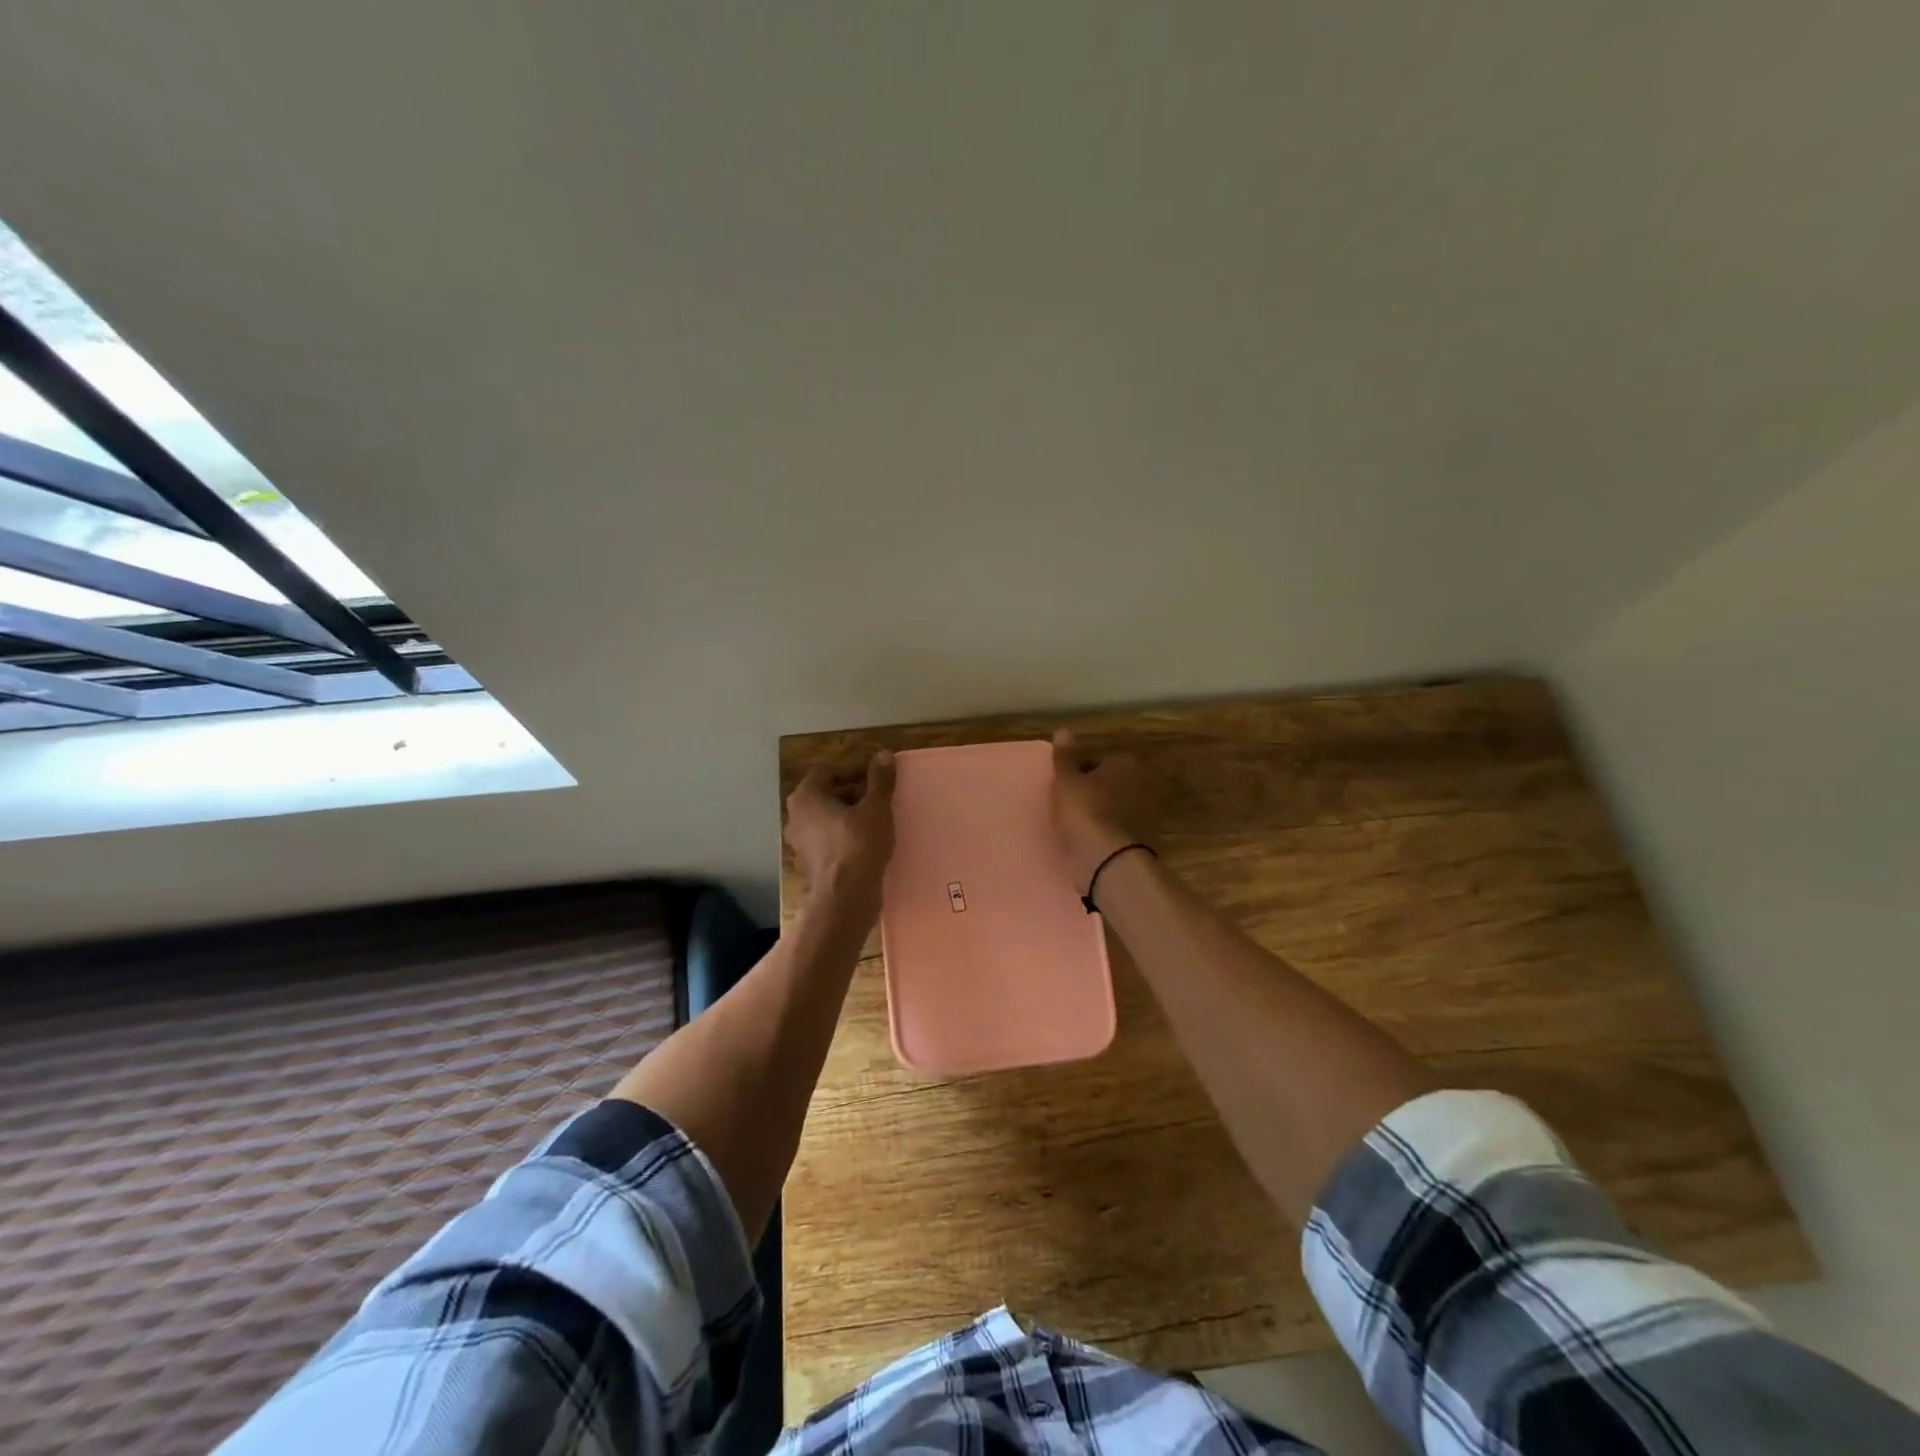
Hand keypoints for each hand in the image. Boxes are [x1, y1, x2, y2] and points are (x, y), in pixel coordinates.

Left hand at [784, 751, 896, 913]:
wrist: (845, 899)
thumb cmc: (858, 845)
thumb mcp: (876, 808)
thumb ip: (880, 780)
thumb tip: (883, 754)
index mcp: (805, 797)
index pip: (828, 772)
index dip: (854, 772)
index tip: (877, 780)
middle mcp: (796, 817)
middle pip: (827, 795)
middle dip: (854, 795)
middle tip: (880, 801)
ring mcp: (800, 844)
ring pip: (828, 820)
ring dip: (851, 818)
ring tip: (878, 823)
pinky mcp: (810, 865)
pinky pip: (829, 842)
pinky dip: (845, 839)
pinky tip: (868, 846)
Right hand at [1049, 729, 1155, 894]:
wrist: (1108, 861)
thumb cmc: (1084, 812)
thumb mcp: (1066, 781)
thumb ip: (1065, 756)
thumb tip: (1065, 730)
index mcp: (1127, 762)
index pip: (1098, 761)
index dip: (1079, 773)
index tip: (1064, 788)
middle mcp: (1145, 783)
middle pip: (1111, 783)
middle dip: (1094, 792)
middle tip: (1070, 806)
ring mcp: (1149, 813)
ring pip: (1116, 807)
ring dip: (1102, 813)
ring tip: (1077, 827)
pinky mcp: (1146, 840)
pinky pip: (1120, 829)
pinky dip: (1108, 833)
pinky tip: (1090, 843)